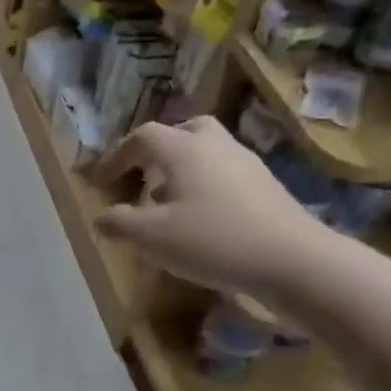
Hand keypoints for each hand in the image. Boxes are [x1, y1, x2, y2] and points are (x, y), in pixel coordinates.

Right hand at [93, 118, 333, 296]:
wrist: (290, 258)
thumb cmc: (212, 241)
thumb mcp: (151, 237)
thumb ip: (119, 224)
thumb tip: (102, 217)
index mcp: (184, 150)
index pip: (142, 137)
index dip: (116, 157)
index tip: (100, 183)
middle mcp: (215, 146)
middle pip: (183, 131)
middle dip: (156, 151)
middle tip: (141, 178)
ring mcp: (245, 164)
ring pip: (206, 152)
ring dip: (180, 170)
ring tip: (165, 204)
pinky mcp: (264, 186)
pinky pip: (223, 174)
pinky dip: (202, 186)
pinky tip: (197, 219)